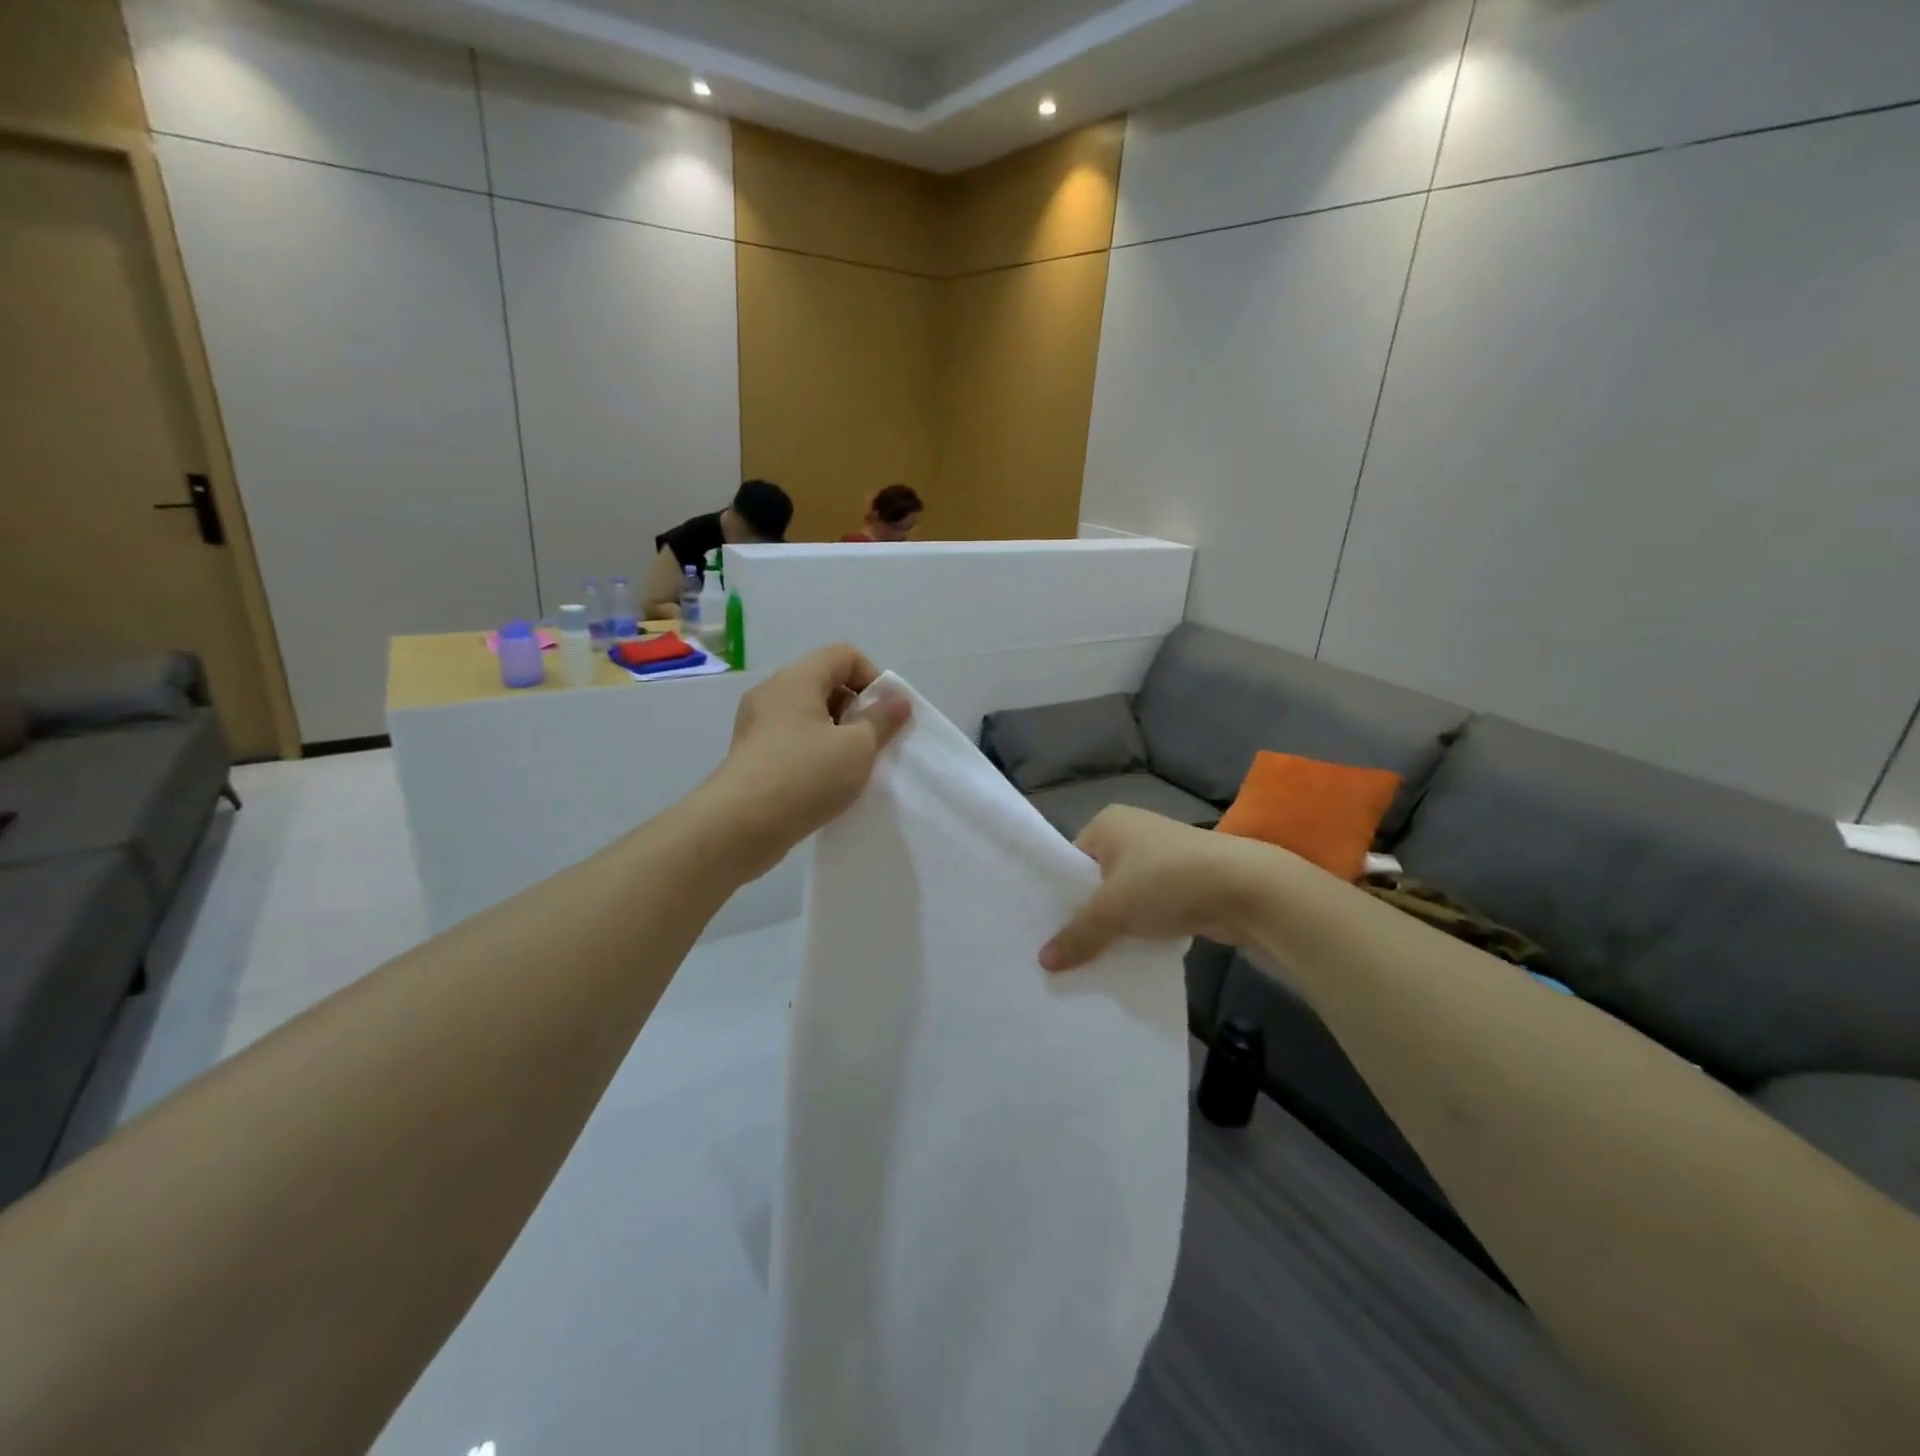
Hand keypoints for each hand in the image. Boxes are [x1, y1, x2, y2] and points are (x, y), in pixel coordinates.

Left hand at [704, 644, 910, 876]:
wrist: (739, 827)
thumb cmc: (805, 775)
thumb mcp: (857, 747)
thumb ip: (882, 720)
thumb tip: (899, 699)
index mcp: (797, 678)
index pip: (844, 655)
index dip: (873, 679)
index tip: (884, 716)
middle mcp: (773, 692)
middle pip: (826, 682)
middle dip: (856, 709)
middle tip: (871, 744)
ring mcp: (757, 724)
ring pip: (809, 714)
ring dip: (837, 734)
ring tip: (851, 768)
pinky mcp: (752, 754)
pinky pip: (793, 739)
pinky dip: (815, 752)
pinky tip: (825, 783)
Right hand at [1040, 806, 1282, 970]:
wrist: (1245, 888)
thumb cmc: (1166, 881)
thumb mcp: (1112, 909)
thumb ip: (1077, 934)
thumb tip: (1044, 962)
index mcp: (1108, 823)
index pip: (1070, 859)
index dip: (1058, 895)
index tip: (1043, 929)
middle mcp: (1133, 832)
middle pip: (1095, 880)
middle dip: (1085, 914)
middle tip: (1062, 950)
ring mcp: (1161, 857)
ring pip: (1124, 897)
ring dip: (1114, 926)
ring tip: (1090, 959)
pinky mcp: (1185, 882)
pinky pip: (1149, 908)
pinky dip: (1140, 929)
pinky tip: (1128, 956)